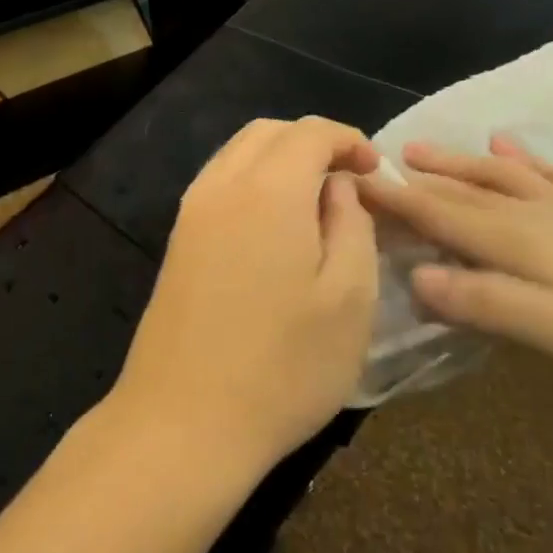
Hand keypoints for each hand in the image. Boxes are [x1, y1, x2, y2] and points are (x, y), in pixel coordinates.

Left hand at [112, 117, 381, 479]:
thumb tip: (337, 185)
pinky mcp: (176, 241)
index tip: (376, 170)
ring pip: (237, 154)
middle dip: (312, 143)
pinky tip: (274, 226)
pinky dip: (251, 181)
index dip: (348, 139)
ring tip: (316, 202)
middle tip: (349, 181)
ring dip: (279, 159)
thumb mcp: (349, 299)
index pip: (309, 131)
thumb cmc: (283, 366)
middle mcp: (221, 185)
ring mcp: (190, 212)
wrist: (183, 420)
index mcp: (268, 189)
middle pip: (268, 133)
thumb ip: (351, 224)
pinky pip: (218, 183)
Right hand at [356, 137, 552, 437]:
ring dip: (463, 163)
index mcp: (525, 243)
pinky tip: (524, 155)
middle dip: (420, 177)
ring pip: (506, 179)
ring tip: (430, 148)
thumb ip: (489, 304)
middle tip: (376, 162)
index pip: (443, 213)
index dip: (396, 199)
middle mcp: (545, 219)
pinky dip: (532, 165)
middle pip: (468, 191)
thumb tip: (416, 278)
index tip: (353, 181)